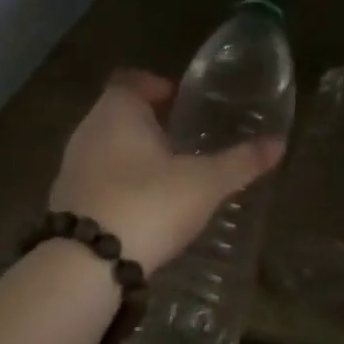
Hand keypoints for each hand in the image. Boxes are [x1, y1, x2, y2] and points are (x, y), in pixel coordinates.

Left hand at [48, 70, 285, 273]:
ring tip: (166, 175)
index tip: (180, 100)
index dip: (156, 86)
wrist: (87, 262)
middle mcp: (88, 130)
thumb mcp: (204, 183)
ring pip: (105, 147)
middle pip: (117, 113)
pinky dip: (117, 183)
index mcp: (118, 111)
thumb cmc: (149, 204)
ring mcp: (71, 166)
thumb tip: (279, 142)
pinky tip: (141, 207)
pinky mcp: (64, 200)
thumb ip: (241, 161)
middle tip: (182, 140)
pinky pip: (96, 179)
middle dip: (147, 122)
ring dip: (131, 154)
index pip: (131, 80)